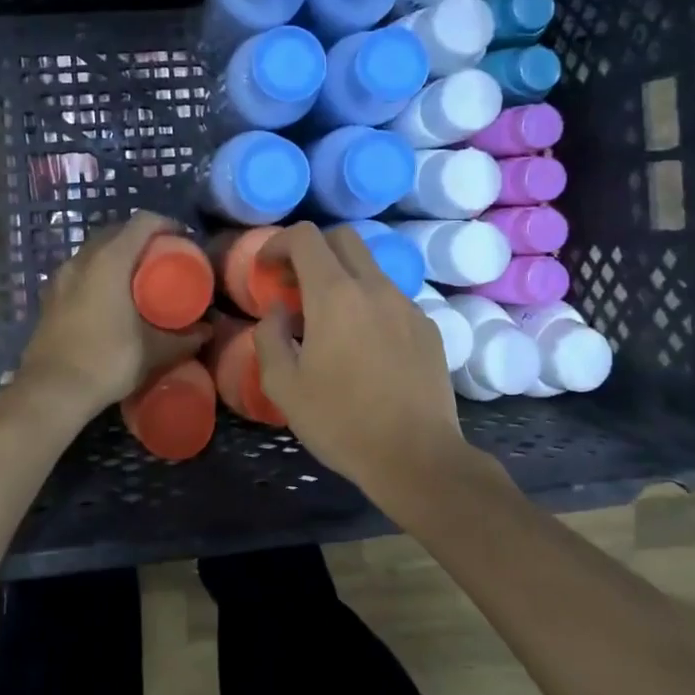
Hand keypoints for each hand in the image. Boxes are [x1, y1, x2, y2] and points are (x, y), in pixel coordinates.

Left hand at [14, 212, 211, 414]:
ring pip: (96, 250)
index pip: (143, 221)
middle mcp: (82, 259)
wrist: (50, 391)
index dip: (168, 225)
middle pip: (117, 231)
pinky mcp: (50, 295)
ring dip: (119, 255)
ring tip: (140, 278)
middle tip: (165, 260)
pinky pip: (81, 270)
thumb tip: (207, 331)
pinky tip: (111, 298)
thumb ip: (183, 338)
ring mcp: (61, 276)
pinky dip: (100, 272)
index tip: (185, 241)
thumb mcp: (153, 351)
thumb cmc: (106, 361)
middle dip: (144, 239)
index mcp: (110, 260)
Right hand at [253, 223, 471, 500]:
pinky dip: (369, 305)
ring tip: (328, 322)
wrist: (417, 458)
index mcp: (335, 295)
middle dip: (313, 250)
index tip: (267, 269)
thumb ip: (270, 336)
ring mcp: (407, 305)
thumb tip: (280, 310)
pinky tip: (364, 346)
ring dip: (342, 279)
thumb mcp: (284, 386)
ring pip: (370, 268)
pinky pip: (391, 298)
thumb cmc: (341, 422)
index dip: (279, 242)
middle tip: (295, 286)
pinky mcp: (428, 327)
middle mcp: (375, 288)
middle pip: (343, 238)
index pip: (306, 236)